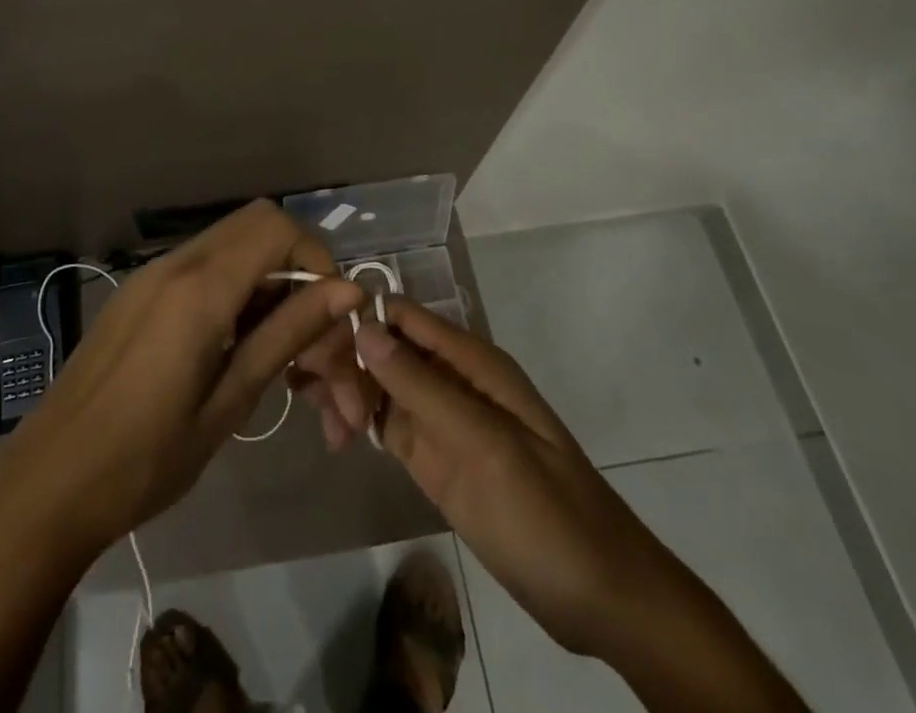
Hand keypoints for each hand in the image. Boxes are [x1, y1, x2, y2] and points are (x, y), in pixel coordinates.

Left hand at [0, 201, 369, 558]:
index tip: (328, 321)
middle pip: (258, 226)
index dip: (316, 261)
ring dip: (268, 284)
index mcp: (200, 287)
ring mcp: (152, 274)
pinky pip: (203, 268)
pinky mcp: (139, 293)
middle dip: (297, 271)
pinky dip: (235, 291)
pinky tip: (236, 351)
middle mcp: (176, 262)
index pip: (278, 227)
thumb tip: (348, 291)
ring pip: (232, 247)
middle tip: (309, 340)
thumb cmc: (144, 460)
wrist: (47, 485)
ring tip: (280, 357)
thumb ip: (287, 333)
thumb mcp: (228, 402)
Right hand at [357, 301, 809, 711]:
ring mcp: (439, 417)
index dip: (357, 318)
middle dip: (346, 359)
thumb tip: (365, 327)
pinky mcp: (431, 454)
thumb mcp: (486, 447)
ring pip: (376, 381)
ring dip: (345, 391)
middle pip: (382, 345)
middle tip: (318, 399)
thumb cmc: (549, 514)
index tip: (315, 342)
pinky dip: (354, 422)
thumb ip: (424, 387)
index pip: (401, 315)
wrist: (600, 599)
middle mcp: (449, 378)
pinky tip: (335, 440)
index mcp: (470, 361)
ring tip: (329, 429)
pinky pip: (382, 421)